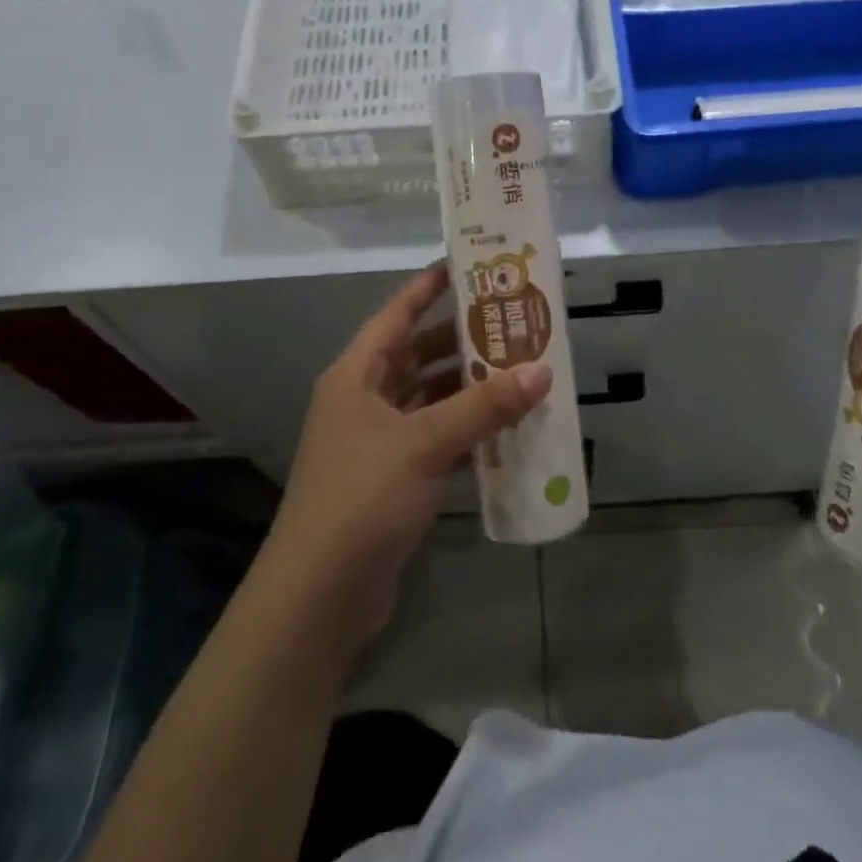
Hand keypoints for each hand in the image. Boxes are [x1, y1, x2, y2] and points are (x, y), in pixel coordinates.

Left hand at [260, 264, 552, 665]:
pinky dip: (467, 432)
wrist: (320, 594)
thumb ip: (484, 406)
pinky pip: (437, 439)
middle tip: (512, 322)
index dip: (428, 288)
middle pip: (417, 355)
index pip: (396, 315)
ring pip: (430, 399)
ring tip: (520, 369)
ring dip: (469, 388)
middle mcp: (364, 400)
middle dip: (462, 340)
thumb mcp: (425, 442)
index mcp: (356, 376)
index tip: (466, 266)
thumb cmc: (362, 496)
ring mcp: (378, 442)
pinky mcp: (394, 479)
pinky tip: (506, 428)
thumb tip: (541, 370)